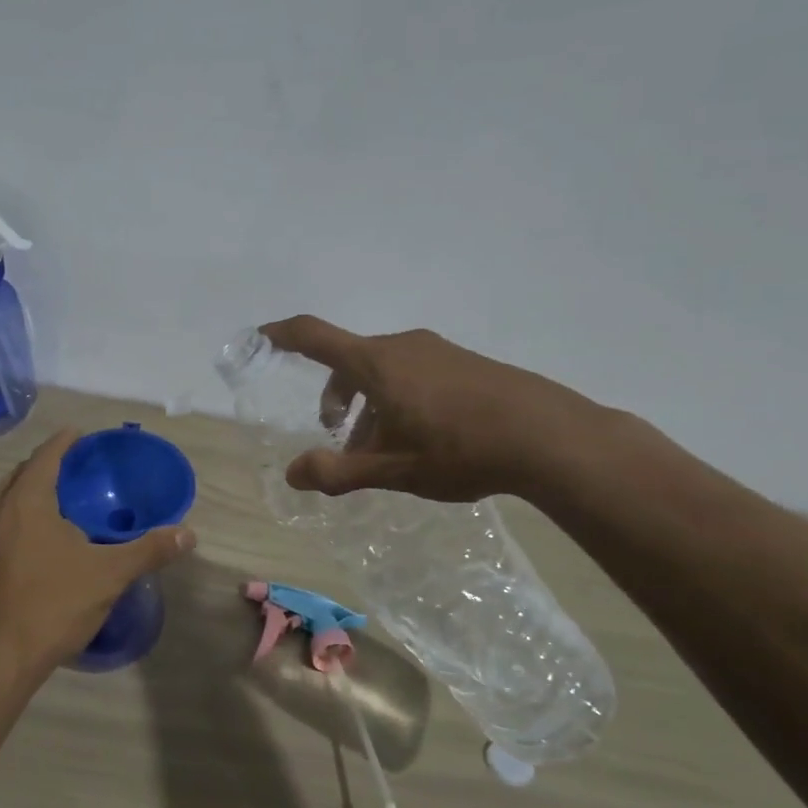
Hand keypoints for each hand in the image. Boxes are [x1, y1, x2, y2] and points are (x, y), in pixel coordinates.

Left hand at [0, 430, 195, 678]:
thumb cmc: (52, 604)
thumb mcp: (109, 575)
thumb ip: (148, 550)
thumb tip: (188, 534)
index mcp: (26, 501)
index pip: (45, 456)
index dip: (64, 442)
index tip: (80, 433)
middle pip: (20, 474)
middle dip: (45, 465)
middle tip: (73, 467)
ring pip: (5, 500)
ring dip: (28, 491)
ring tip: (58, 500)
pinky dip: (18, 518)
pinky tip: (38, 541)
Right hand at [261, 316, 610, 502]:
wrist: (548, 435)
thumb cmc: (459, 449)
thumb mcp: (392, 469)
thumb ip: (338, 471)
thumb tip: (293, 473)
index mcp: (376, 364)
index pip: (314, 336)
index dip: (281, 334)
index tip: (259, 337)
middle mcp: (402, 346)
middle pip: (350, 361)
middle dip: (336, 398)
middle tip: (342, 440)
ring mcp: (437, 350)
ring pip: (383, 370)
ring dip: (370, 404)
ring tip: (385, 449)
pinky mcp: (463, 362)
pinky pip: (413, 372)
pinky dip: (398, 398)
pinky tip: (424, 438)